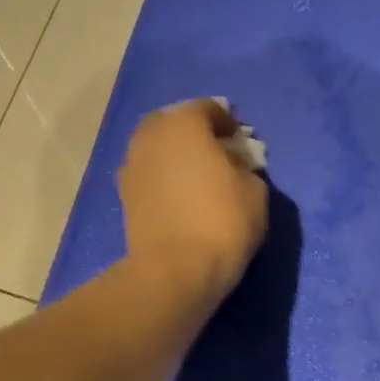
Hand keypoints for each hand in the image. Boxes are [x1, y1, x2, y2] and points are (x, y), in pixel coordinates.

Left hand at [119, 99, 269, 302]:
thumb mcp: (255, 191)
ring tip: (197, 177)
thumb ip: (244, 167)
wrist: (175, 271)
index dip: (228, 123)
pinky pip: (149, 173)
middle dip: (195, 134)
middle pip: (175, 123)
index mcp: (184, 124)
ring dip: (176, 155)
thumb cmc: (222, 223)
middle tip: (216, 154)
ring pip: (157, 148)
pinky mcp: (124, 195)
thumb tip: (232, 165)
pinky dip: (164, 177)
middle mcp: (151, 136)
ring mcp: (132, 165)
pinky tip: (180, 196)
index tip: (241, 141)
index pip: (209, 109)